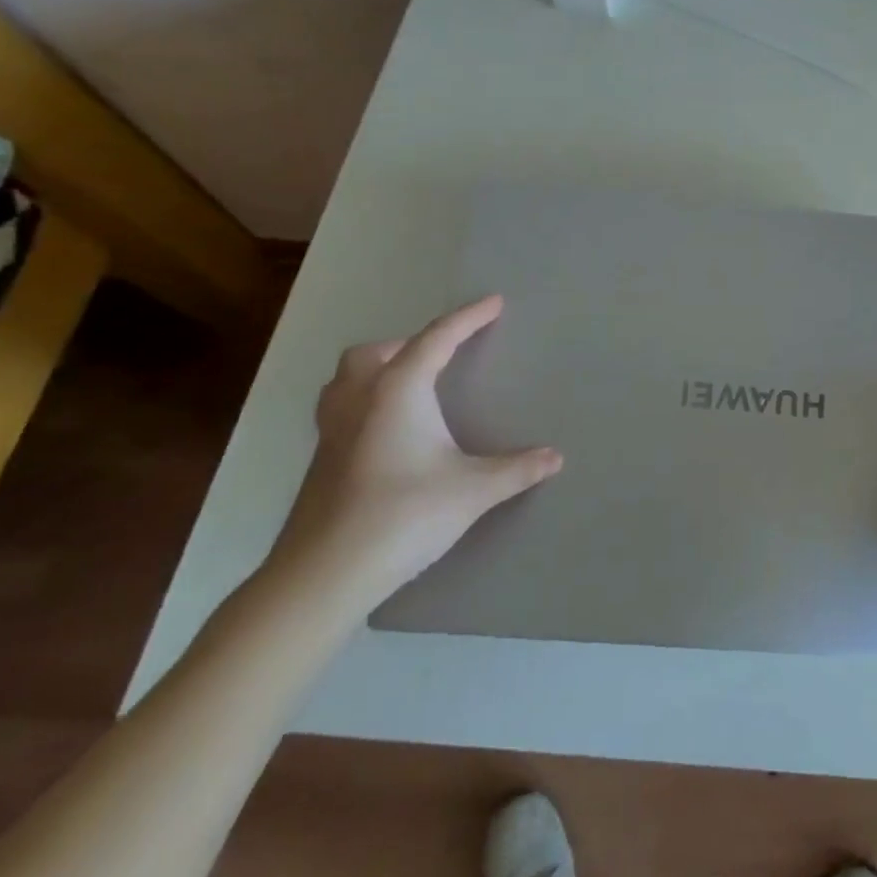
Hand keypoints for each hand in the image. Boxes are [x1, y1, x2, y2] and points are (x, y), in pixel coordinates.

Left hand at [265, 295, 561, 616]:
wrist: (323, 574)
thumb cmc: (403, 516)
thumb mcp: (472, 491)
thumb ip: (516, 469)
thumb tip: (555, 457)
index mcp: (398, 391)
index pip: (438, 339)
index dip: (468, 318)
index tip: (493, 302)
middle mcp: (360, 399)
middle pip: (378, 351)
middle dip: (412, 343)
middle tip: (443, 354)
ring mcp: (332, 429)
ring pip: (348, 377)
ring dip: (378, 367)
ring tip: (409, 383)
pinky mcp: (320, 459)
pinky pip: (341, 406)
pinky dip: (364, 399)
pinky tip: (386, 430)